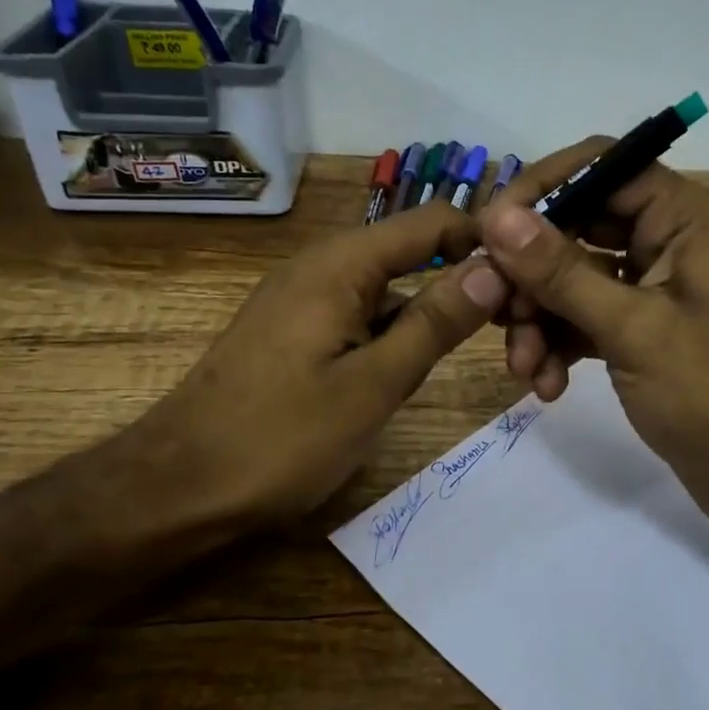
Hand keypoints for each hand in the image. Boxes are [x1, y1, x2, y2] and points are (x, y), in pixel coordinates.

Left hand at [124, 202, 508, 531]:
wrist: (180, 486)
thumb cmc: (281, 438)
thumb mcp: (374, 384)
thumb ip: (436, 323)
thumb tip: (495, 268)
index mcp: (341, 265)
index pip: (432, 223)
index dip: (485, 243)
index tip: (528, 286)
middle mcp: (320, 267)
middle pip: (411, 251)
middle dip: (465, 280)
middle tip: (513, 331)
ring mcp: (302, 300)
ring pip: (387, 288)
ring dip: (432, 312)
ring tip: (481, 349)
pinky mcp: (294, 333)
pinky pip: (360, 315)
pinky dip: (395, 332)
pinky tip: (413, 367)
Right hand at [481, 139, 708, 542]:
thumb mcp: (634, 330)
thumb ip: (562, 272)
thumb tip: (498, 217)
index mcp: (686, 219)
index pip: (601, 168)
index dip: (541, 191)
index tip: (488, 231)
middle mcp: (669, 242)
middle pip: (578, 227)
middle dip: (531, 273)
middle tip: (495, 310)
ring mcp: (653, 290)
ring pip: (573, 281)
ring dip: (539, 319)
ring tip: (524, 368)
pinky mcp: (642, 333)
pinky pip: (585, 322)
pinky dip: (560, 347)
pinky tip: (547, 388)